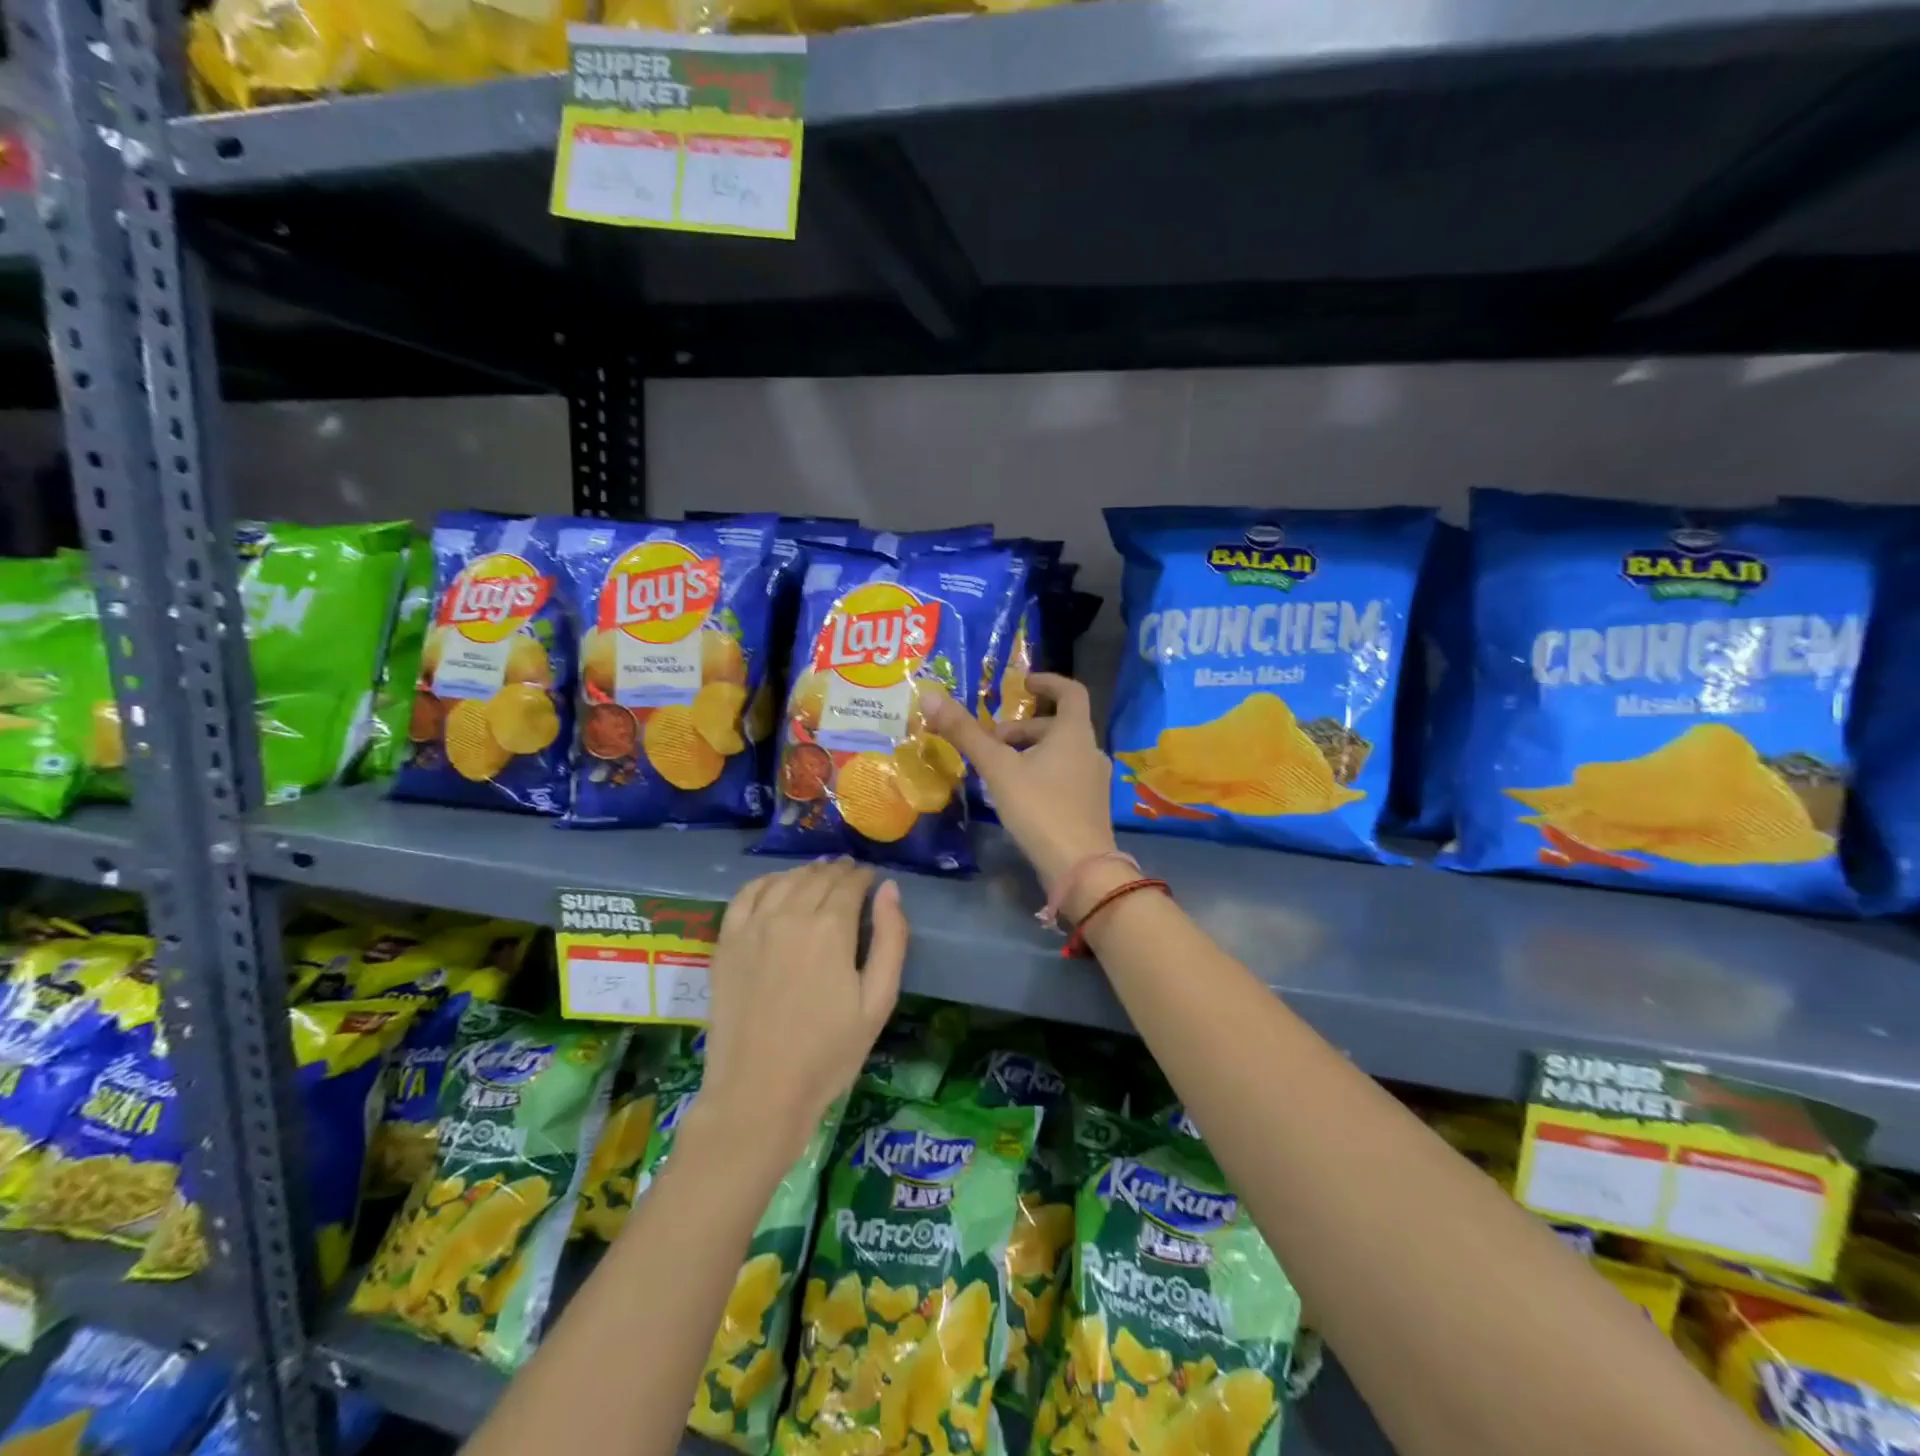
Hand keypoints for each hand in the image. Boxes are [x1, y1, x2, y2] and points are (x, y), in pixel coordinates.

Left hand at [695, 860, 906, 1164]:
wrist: (759, 1093)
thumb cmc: (828, 1054)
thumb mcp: (878, 1002)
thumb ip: (891, 939)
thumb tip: (889, 889)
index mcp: (831, 928)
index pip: (851, 883)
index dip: (864, 876)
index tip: (872, 879)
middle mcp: (790, 915)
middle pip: (819, 876)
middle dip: (839, 871)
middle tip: (850, 876)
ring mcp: (753, 926)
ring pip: (786, 879)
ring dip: (807, 872)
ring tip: (820, 878)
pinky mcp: (726, 942)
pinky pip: (747, 894)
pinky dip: (767, 881)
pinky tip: (777, 885)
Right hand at [924, 673, 1120, 910]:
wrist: (1080, 868)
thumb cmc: (1040, 808)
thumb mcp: (997, 768)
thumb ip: (965, 733)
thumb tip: (930, 696)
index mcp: (1075, 733)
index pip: (1070, 691)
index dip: (1047, 681)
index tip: (1022, 684)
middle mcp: (1090, 750)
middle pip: (1058, 725)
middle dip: (1022, 728)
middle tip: (989, 742)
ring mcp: (1094, 781)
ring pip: (1060, 753)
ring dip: (1029, 752)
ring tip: (996, 770)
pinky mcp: (1090, 806)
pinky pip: (1064, 776)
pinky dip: (1040, 773)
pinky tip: (1016, 796)